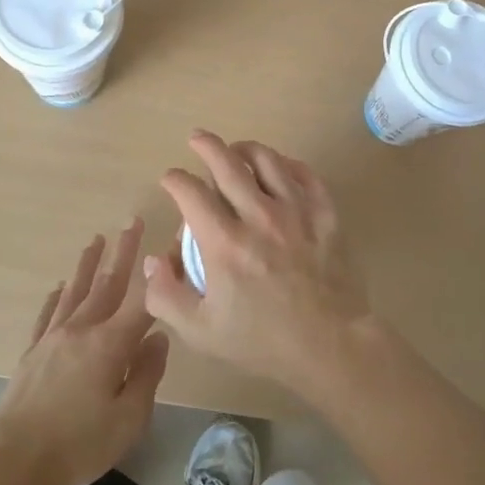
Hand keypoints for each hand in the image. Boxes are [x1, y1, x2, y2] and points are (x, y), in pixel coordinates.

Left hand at [0, 219, 169, 484]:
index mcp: (109, 344)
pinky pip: (47, 314)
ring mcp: (53, 338)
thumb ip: (147, 375)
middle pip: (107, 284)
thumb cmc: (78, 445)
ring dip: (88, 264)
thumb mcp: (128, 419)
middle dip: (122, 252)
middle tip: (132, 221)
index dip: (159, 275)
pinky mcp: (32, 352)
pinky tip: (60, 286)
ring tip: (96, 240)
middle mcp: (81, 329)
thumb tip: (158, 337)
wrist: (14, 462)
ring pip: (75, 291)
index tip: (171, 248)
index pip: (142, 301)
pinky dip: (56, 296)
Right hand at [145, 130, 370, 397]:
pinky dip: (286, 164)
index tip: (170, 179)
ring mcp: (296, 211)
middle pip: (227, 163)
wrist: (332, 345)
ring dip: (245, 149)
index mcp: (225, 243)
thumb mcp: (201, 331)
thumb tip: (153, 260)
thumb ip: (166, 295)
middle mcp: (259, 217)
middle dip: (206, 145)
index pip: (190, 192)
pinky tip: (278, 168)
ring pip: (267, 160)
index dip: (175, 179)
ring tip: (236, 150)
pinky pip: (304, 173)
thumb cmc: (263, 341)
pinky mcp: (325, 213)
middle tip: (197, 138)